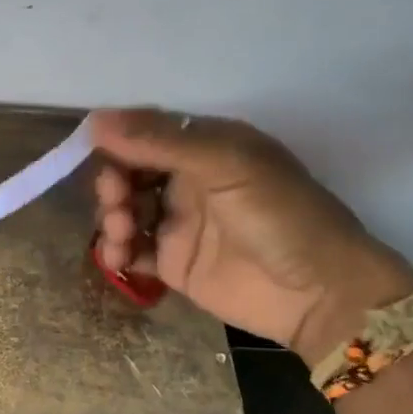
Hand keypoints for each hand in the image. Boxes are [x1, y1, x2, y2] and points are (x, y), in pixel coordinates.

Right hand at [91, 109, 412, 363]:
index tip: (92, 150)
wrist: (321, 293)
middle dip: (112, 183)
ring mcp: (180, 224)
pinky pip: (132, 251)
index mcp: (206, 147)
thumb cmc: (281, 215)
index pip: (147, 133)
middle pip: (129, 173)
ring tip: (121, 235)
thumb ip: (162, 142)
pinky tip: (119, 259)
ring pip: (124, 211)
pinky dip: (117, 252)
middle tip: (116, 200)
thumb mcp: (227, 165)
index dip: (117, 141)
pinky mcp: (174, 264)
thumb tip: (95, 120)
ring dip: (111, 218)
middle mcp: (188, 181)